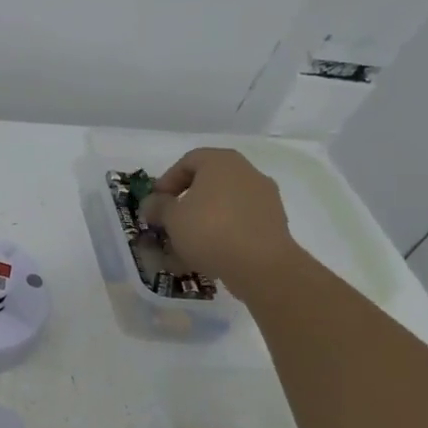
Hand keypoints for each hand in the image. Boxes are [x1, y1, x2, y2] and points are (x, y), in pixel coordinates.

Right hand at [140, 148, 298, 295]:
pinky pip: (240, 223)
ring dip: (203, 221)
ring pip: (224, 205)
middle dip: (185, 203)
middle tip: (169, 222)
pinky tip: (207, 255)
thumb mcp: (172, 218)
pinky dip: (222, 233)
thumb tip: (152, 203)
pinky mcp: (274, 223)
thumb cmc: (210, 230)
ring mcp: (264, 198)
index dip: (167, 181)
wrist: (262, 265)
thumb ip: (158, 206)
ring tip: (185, 245)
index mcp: (221, 162)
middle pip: (208, 183)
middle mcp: (246, 172)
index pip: (187, 162)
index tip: (156, 203)